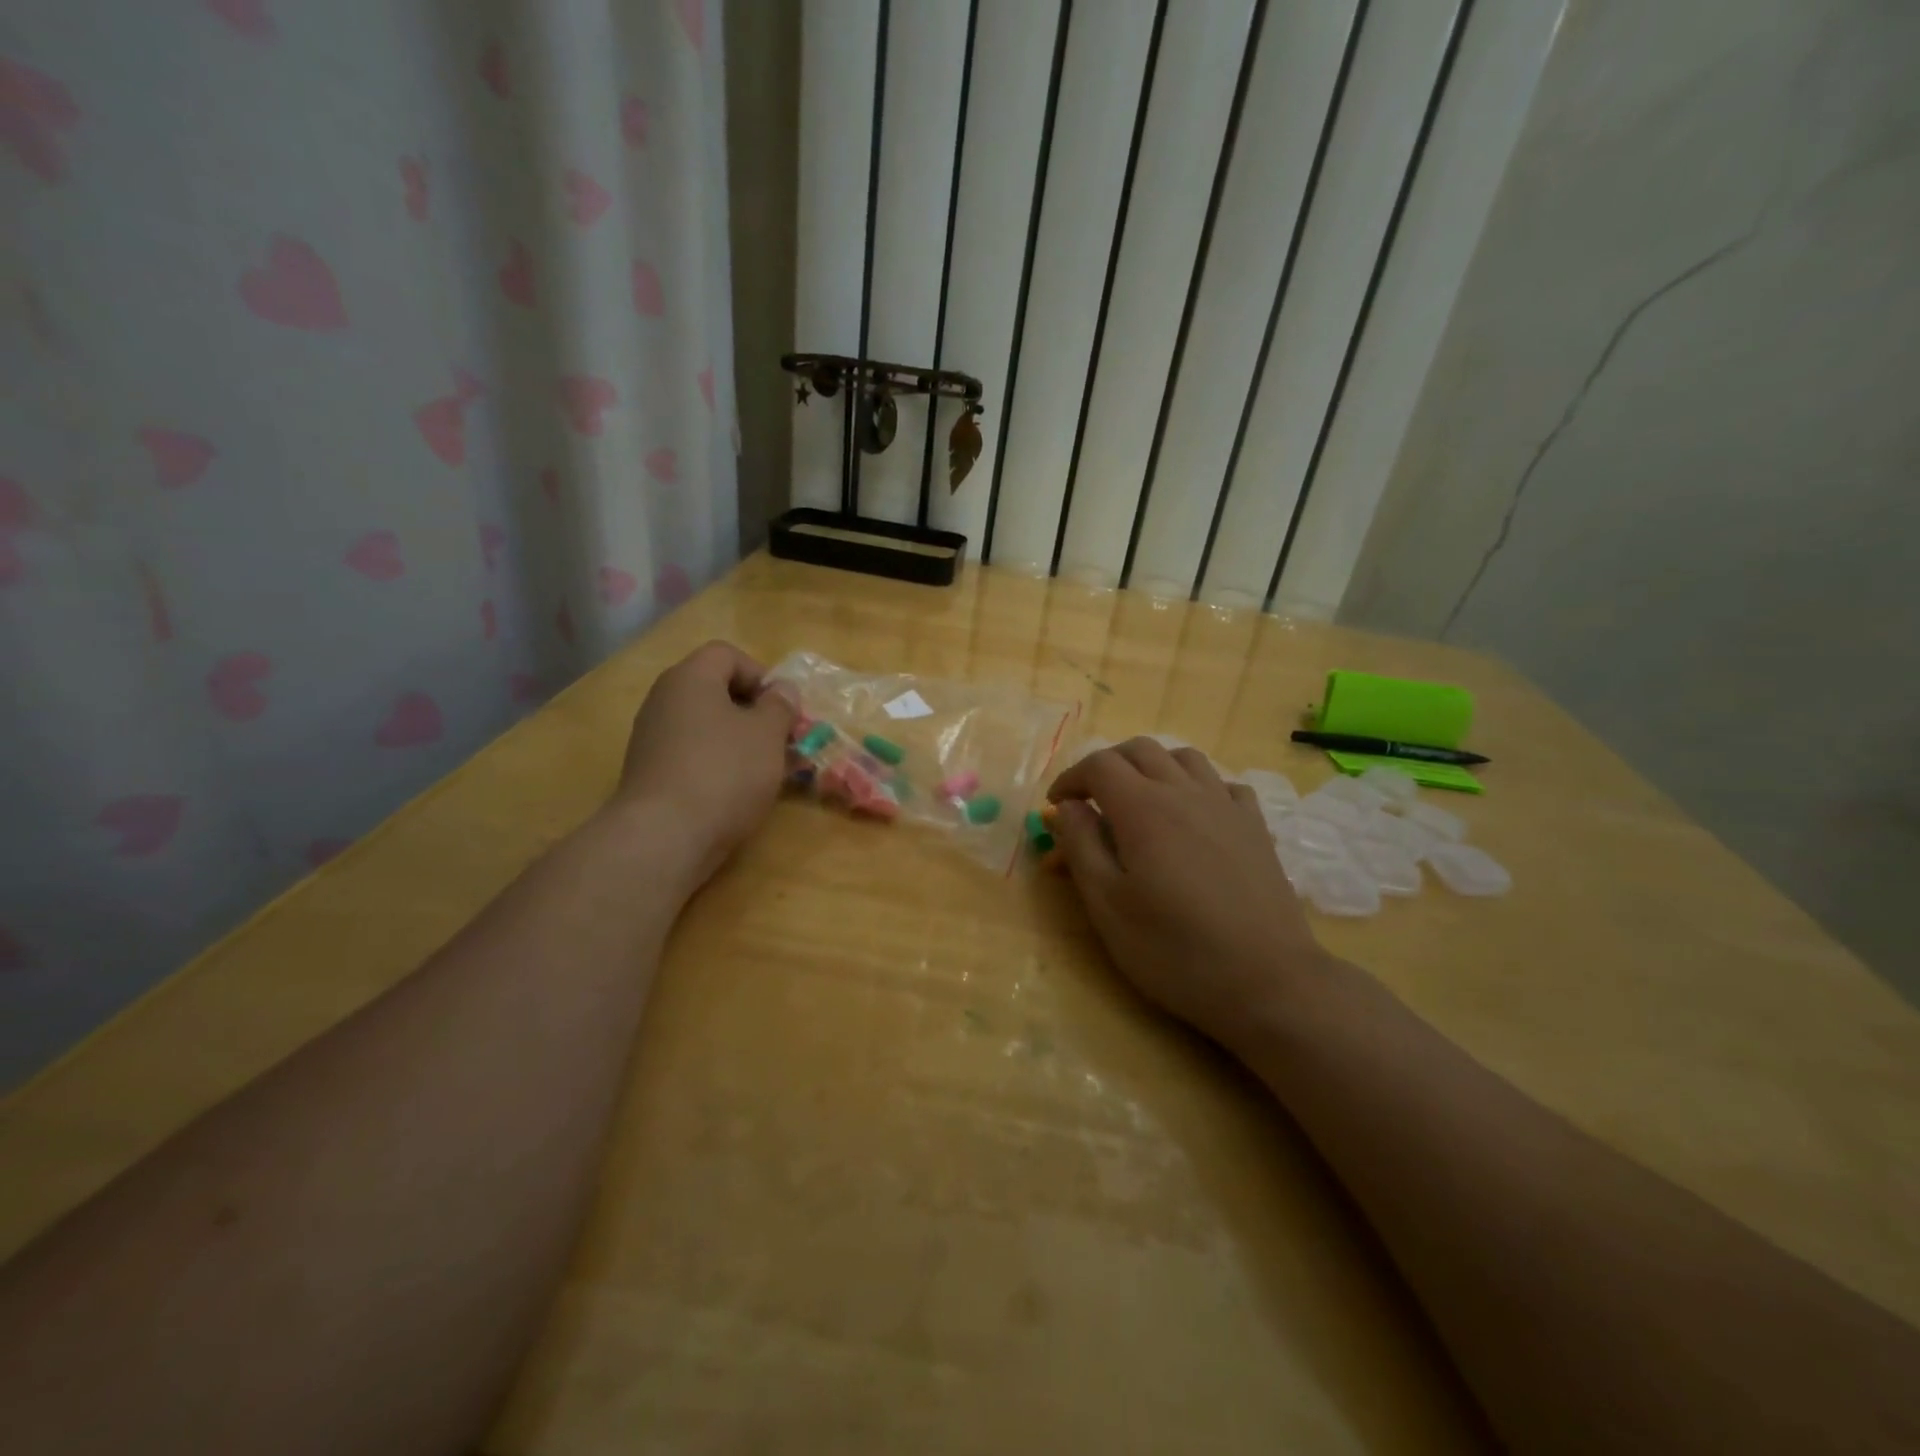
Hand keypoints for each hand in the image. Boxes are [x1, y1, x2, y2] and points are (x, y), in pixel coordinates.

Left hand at [615, 641, 796, 886]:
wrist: (664, 836)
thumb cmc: (724, 772)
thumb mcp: (767, 734)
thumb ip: (780, 705)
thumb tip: (782, 690)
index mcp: (690, 678)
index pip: (727, 654)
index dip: (761, 674)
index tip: (782, 709)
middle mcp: (664, 700)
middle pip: (714, 690)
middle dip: (752, 711)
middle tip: (780, 739)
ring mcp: (651, 738)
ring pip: (704, 725)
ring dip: (737, 740)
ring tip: (764, 770)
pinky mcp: (649, 773)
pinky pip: (691, 754)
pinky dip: (716, 764)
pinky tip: (735, 792)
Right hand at [1048, 738, 1330, 1050]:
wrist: (1267, 980)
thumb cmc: (1174, 949)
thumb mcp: (1107, 905)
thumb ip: (1081, 846)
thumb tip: (1066, 808)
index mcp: (1143, 808)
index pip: (1098, 765)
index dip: (1070, 779)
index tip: (1057, 808)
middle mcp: (1185, 792)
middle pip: (1139, 750)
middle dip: (1106, 766)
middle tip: (1090, 801)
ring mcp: (1226, 805)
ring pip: (1183, 757)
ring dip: (1152, 767)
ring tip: (1139, 801)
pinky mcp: (1255, 826)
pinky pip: (1223, 783)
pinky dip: (1197, 786)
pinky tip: (1193, 816)